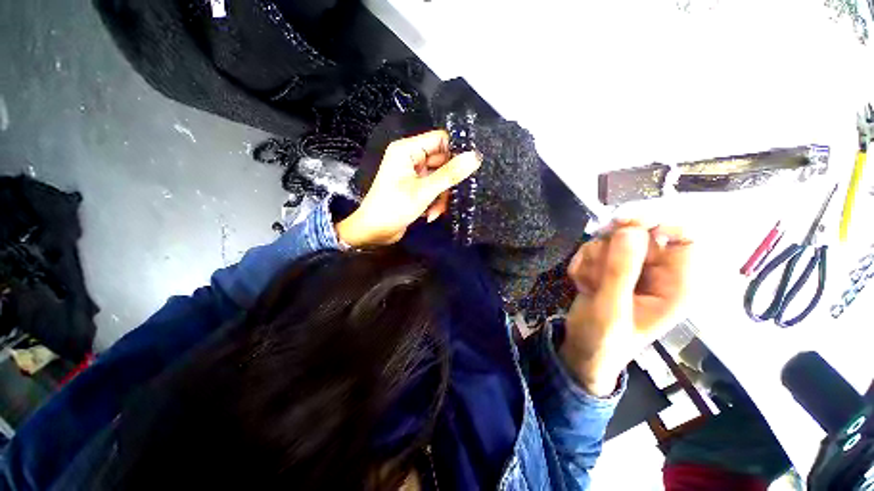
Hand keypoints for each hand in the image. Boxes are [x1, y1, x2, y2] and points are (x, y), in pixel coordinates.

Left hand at [336, 130, 481, 246]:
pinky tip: (431, 214)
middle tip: (455, 195)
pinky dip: (435, 202)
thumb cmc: (394, 208)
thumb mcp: (424, 191)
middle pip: (442, 161)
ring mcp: (413, 174)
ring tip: (437, 211)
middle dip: (447, 182)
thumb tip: (475, 156)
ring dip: (441, 196)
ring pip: (440, 178)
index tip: (470, 167)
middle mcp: (410, 159)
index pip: (440, 139)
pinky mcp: (415, 188)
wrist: (374, 232)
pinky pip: (433, 189)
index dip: (455, 151)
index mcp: (407, 150)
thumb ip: (449, 174)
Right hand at [559, 222, 693, 395]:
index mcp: (677, 285)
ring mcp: (632, 268)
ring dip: (592, 261)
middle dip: (610, 251)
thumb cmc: (604, 340)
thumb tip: (629, 228)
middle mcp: (658, 271)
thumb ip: (621, 271)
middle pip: (639, 235)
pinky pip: (594, 249)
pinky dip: (583, 263)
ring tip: (589, 286)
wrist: (583, 350)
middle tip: (594, 270)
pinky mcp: (610, 267)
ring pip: (611, 240)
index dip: (658, 223)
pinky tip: (583, 284)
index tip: (622, 222)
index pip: (685, 237)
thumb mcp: (611, 309)